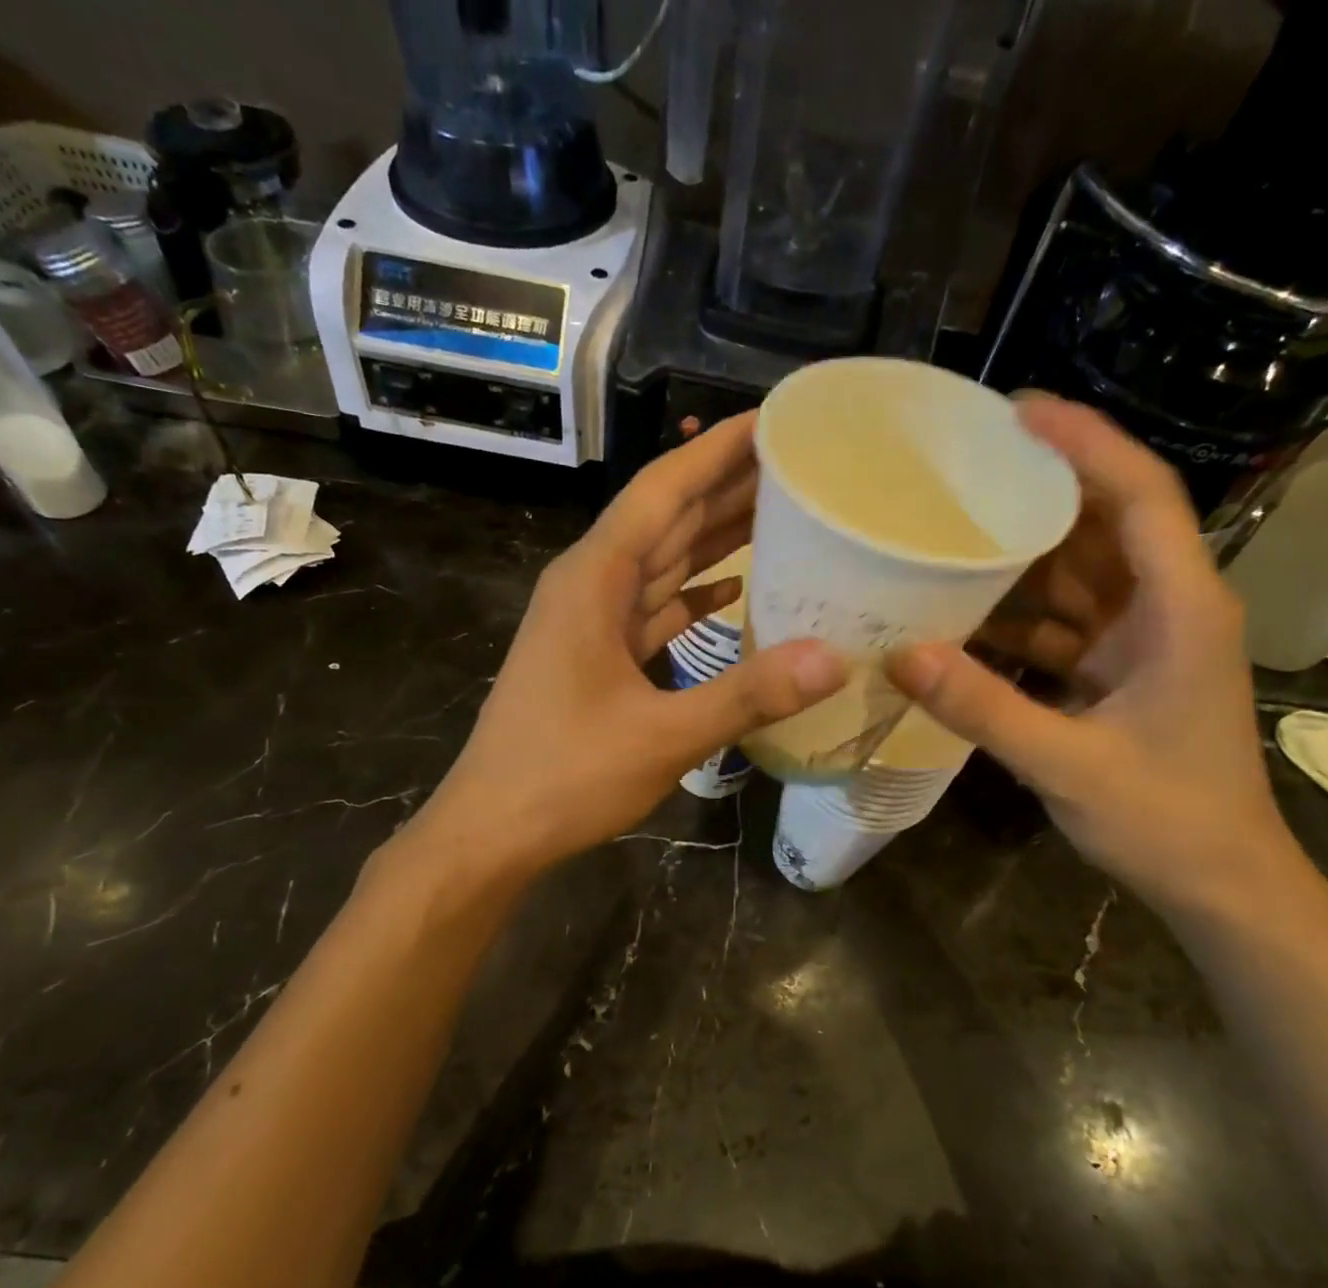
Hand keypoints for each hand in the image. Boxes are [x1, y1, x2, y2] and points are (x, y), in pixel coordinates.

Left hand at [426, 413, 844, 876]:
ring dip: (713, 537)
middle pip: (665, 518)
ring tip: (779, 510)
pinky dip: (692, 595)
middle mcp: (591, 585)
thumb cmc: (565, 775)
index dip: (716, 451)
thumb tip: (834, 659)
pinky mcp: (598, 656)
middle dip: (726, 485)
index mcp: (594, 579)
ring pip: (661, 562)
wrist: (493, 828)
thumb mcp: (663, 735)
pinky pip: (653, 609)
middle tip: (798, 462)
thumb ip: (747, 694)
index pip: (662, 491)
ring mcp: (591, 622)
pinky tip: (732, 590)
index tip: (773, 420)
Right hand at [888, 396, 1294, 913]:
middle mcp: (1166, 608)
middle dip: (1038, 489)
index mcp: (1182, 609)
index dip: (1086, 444)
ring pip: (1076, 573)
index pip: (1140, 496)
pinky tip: (959, 616)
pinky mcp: (1118, 671)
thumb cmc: (1169, 821)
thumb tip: (901, 656)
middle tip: (960, 467)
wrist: (1222, 884)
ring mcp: (1142, 640)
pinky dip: (1015, 616)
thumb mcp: (1069, 765)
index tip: (1017, 412)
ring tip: (945, 531)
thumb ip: (984, 709)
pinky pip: (1061, 623)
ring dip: (1017, 556)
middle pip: (1102, 524)